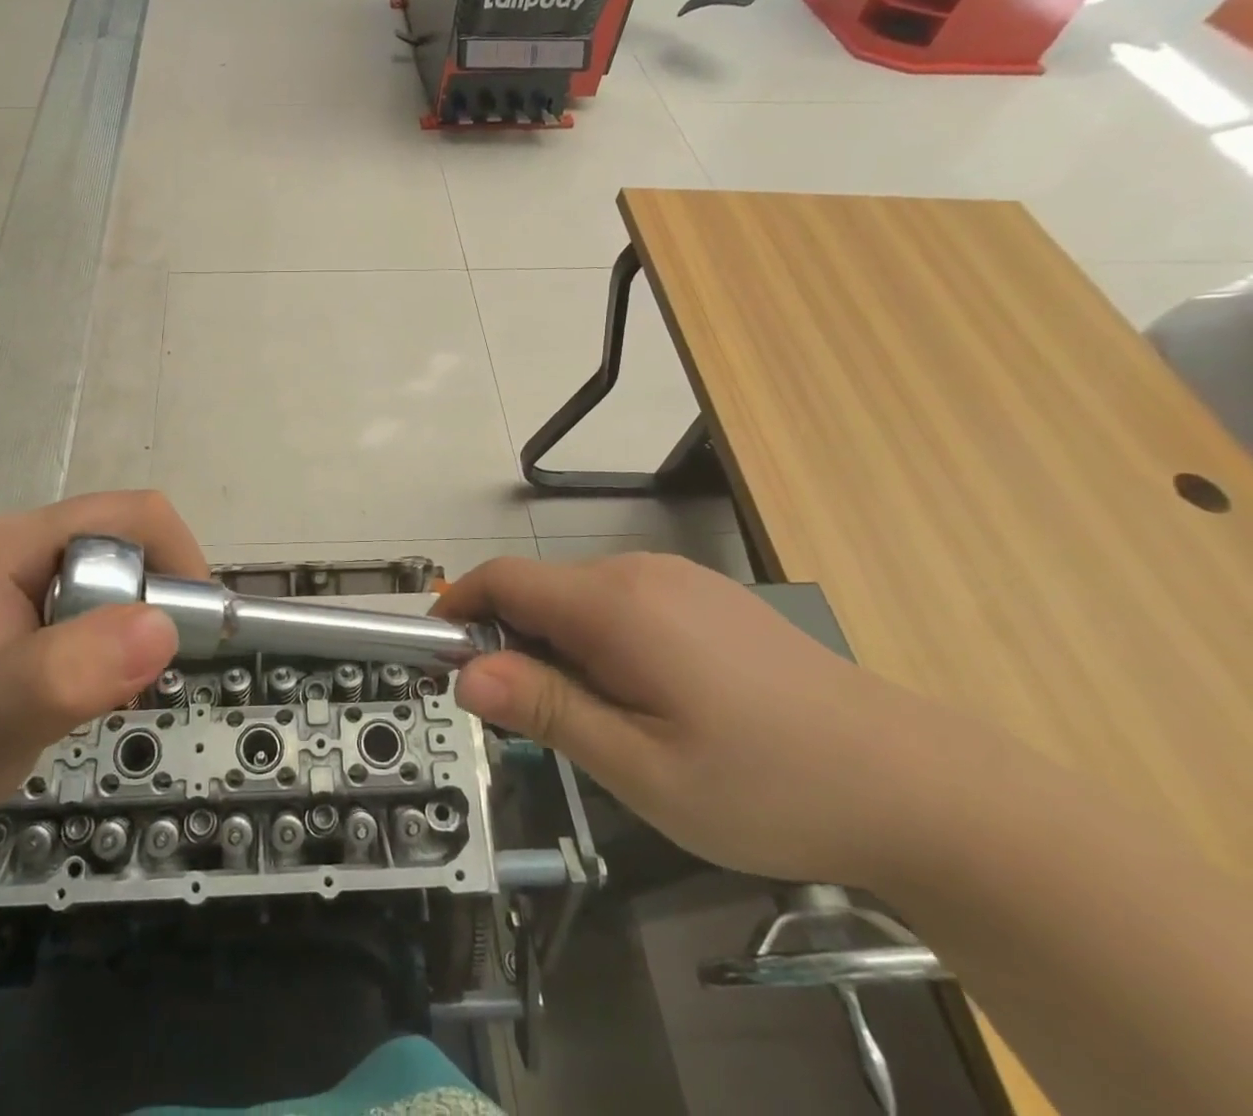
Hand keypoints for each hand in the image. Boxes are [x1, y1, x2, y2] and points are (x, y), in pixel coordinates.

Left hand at [0, 491, 205, 867]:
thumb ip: (72, 668)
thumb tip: (163, 627)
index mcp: (15, 544)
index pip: (129, 517)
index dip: (176, 558)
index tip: (194, 627)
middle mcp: (22, 551)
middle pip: (126, 546)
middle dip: (155, 602)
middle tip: (148, 674)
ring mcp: (20, 585)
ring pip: (116, 582)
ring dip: (136, 630)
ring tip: (119, 690)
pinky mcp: (24, 622)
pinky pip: (96, 612)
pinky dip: (114, 647)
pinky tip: (93, 691)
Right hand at [438, 552, 948, 888]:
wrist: (916, 785)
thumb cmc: (767, 786)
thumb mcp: (641, 769)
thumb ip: (547, 711)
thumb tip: (466, 673)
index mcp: (614, 604)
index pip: (502, 579)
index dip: (459, 611)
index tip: (442, 661)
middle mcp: (639, 573)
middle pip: (539, 590)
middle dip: (509, 642)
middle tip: (525, 721)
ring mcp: (678, 580)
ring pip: (579, 599)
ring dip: (555, 647)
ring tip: (592, 723)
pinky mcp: (705, 598)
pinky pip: (621, 605)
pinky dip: (597, 642)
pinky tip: (643, 702)